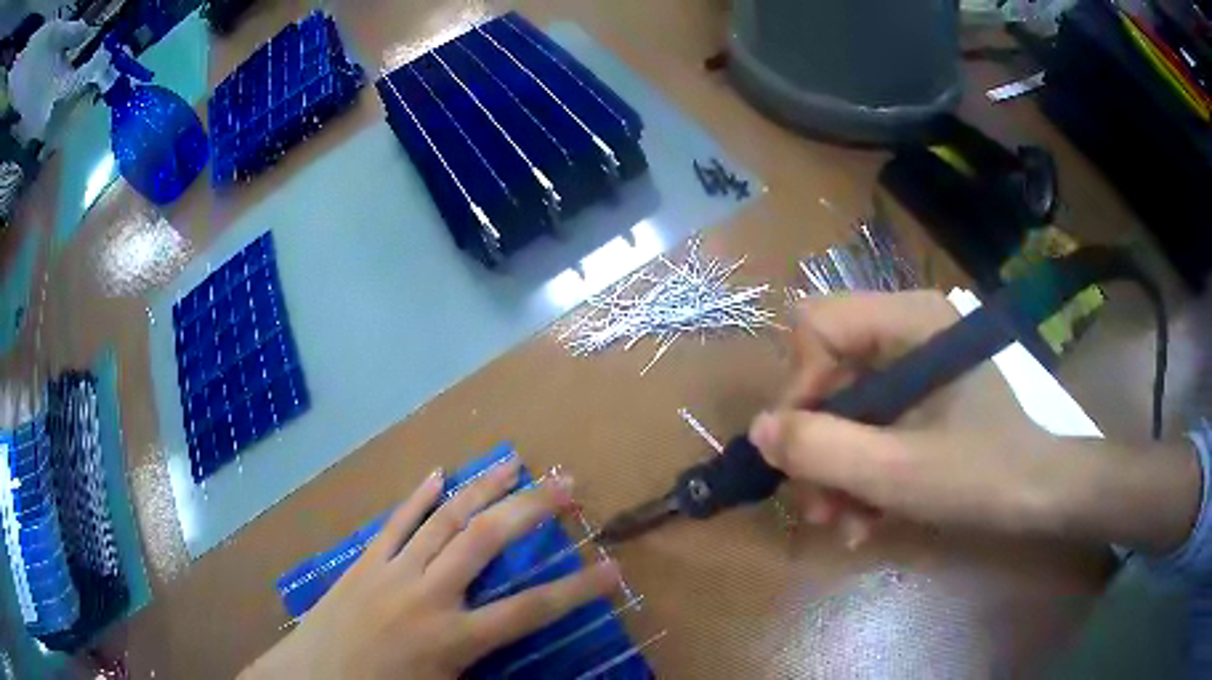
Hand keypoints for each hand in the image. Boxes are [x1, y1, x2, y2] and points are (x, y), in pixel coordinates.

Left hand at [242, 459, 621, 679]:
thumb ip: (483, 669)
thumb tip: (521, 658)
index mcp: (454, 638)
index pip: (531, 610)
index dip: (578, 589)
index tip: (614, 568)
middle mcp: (429, 595)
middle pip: (487, 540)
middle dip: (532, 510)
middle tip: (566, 484)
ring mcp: (392, 572)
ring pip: (444, 519)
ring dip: (482, 488)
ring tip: (512, 463)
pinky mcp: (364, 563)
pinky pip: (395, 523)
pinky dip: (418, 497)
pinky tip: (437, 473)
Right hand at [749, 291, 1199, 552]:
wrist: (1048, 497)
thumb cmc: (985, 474)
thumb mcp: (899, 471)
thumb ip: (822, 449)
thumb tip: (760, 430)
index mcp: (910, 321)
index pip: (818, 324)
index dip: (799, 386)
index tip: (799, 450)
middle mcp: (911, 332)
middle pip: (831, 371)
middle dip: (819, 443)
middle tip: (817, 506)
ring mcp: (920, 369)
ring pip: (851, 407)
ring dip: (839, 469)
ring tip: (844, 524)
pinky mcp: (929, 401)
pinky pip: (878, 426)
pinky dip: (866, 472)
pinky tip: (869, 518)